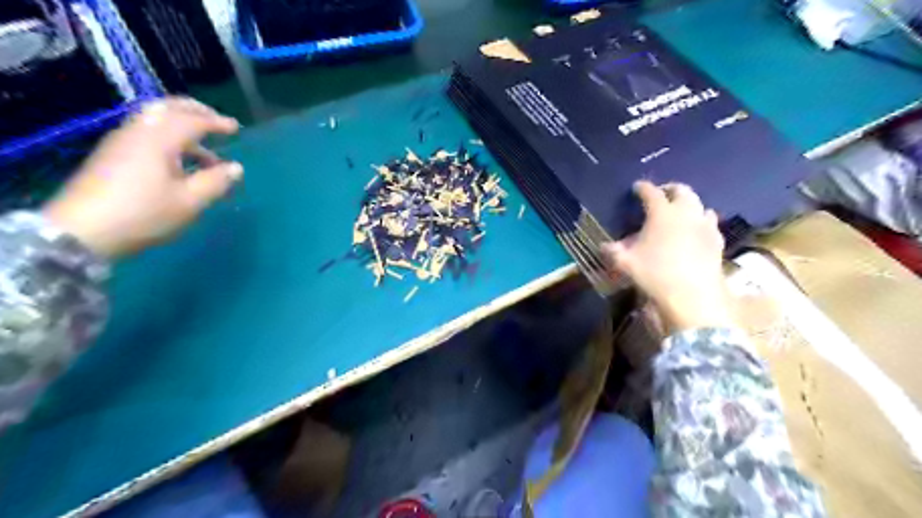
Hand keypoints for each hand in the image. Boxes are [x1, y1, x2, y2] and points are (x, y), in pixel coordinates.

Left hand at [41, 97, 244, 259]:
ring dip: (182, 126)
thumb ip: (215, 182)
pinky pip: (146, 133)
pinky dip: (169, 136)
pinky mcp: (112, 154)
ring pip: (155, 120)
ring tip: (204, 149)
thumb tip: (236, 168)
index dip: (216, 122)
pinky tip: (180, 159)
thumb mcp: (189, 202)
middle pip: (167, 108)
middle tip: (217, 121)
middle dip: (195, 111)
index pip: (192, 121)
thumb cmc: (144, 214)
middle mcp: (138, 132)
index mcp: (159, 140)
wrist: (82, 231)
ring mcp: (121, 142)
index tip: (236, 128)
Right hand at [603, 181, 731, 329]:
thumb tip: (604, 246)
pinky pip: (710, 224)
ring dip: (689, 205)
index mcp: (662, 213)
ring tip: (680, 213)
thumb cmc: (655, 273)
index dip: (642, 187)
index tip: (636, 187)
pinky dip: (701, 222)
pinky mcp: (717, 241)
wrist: (692, 295)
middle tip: (661, 195)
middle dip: (670, 189)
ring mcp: (705, 226)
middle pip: (682, 190)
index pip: (651, 192)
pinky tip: (696, 233)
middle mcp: (686, 213)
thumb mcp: (626, 263)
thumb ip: (613, 251)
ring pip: (700, 205)